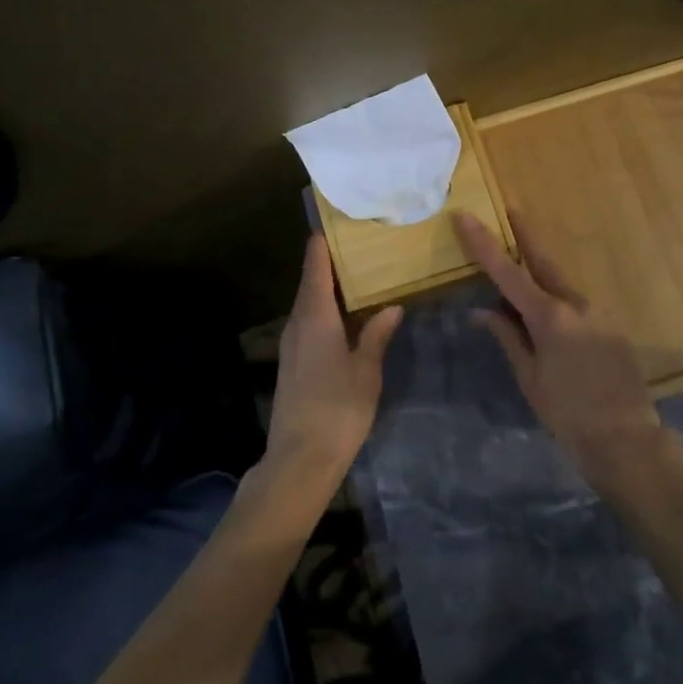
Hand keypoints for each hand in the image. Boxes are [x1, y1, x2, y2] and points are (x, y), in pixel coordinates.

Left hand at [266, 235, 403, 489]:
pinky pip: (307, 322)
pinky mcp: (291, 362)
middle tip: (358, 247)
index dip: (322, 245)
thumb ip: (377, 335)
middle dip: (329, 264)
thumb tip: (392, 306)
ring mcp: (291, 344)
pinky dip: (323, 310)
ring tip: (356, 278)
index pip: (315, 268)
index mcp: (315, 317)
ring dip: (327, 289)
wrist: (300, 458)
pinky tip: (344, 318)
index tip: (333, 224)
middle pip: (310, 283)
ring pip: (308, 304)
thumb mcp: (366, 370)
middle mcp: (297, 322)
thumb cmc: (338, 409)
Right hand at [451, 211, 666, 487]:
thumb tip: (481, 311)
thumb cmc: (567, 413)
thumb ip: (507, 337)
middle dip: (524, 235)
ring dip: (540, 275)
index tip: (466, 217)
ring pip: (561, 285)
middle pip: (543, 261)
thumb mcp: (529, 377)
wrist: (626, 439)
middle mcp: (575, 304)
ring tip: (521, 281)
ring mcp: (597, 313)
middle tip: (511, 210)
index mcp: (549, 316)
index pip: (507, 272)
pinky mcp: (611, 326)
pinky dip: (557, 302)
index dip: (484, 244)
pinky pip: (576, 305)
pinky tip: (550, 321)